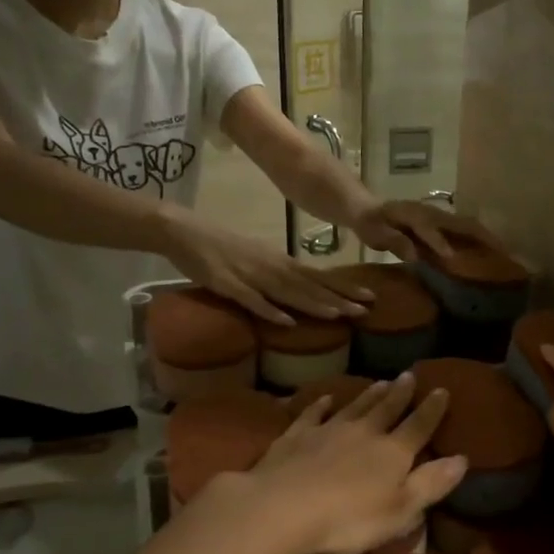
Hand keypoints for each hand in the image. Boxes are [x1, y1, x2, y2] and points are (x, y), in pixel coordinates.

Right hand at [162, 209, 371, 324]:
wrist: (184, 231)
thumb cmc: (221, 247)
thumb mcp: (258, 258)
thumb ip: (280, 275)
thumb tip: (304, 291)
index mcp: (280, 261)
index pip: (319, 277)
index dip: (344, 288)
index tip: (370, 297)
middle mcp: (272, 267)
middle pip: (310, 286)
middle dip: (339, 298)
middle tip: (367, 309)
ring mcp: (251, 276)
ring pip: (288, 292)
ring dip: (314, 304)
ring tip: (340, 315)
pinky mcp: (227, 284)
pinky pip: (251, 300)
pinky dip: (269, 310)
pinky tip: (287, 321)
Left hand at [230, 373, 466, 553]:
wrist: (282, 508)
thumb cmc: (348, 519)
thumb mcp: (400, 510)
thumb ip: (430, 484)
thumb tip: (462, 458)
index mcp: (392, 453)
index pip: (418, 426)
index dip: (432, 409)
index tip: (441, 389)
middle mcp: (363, 433)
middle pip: (386, 409)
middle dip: (400, 394)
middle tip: (408, 375)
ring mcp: (327, 431)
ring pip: (354, 407)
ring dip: (368, 395)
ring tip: (380, 382)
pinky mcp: (295, 437)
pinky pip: (312, 414)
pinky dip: (320, 405)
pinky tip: (325, 398)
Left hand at [351, 200, 503, 262]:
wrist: (369, 209)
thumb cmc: (372, 223)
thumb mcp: (375, 233)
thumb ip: (395, 241)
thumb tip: (414, 255)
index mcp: (414, 215)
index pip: (429, 228)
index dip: (439, 242)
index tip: (451, 258)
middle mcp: (432, 213)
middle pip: (461, 223)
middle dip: (481, 237)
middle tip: (503, 253)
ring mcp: (439, 217)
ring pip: (468, 226)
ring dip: (486, 238)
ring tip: (505, 253)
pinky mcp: (442, 223)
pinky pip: (464, 230)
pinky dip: (479, 239)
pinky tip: (490, 251)